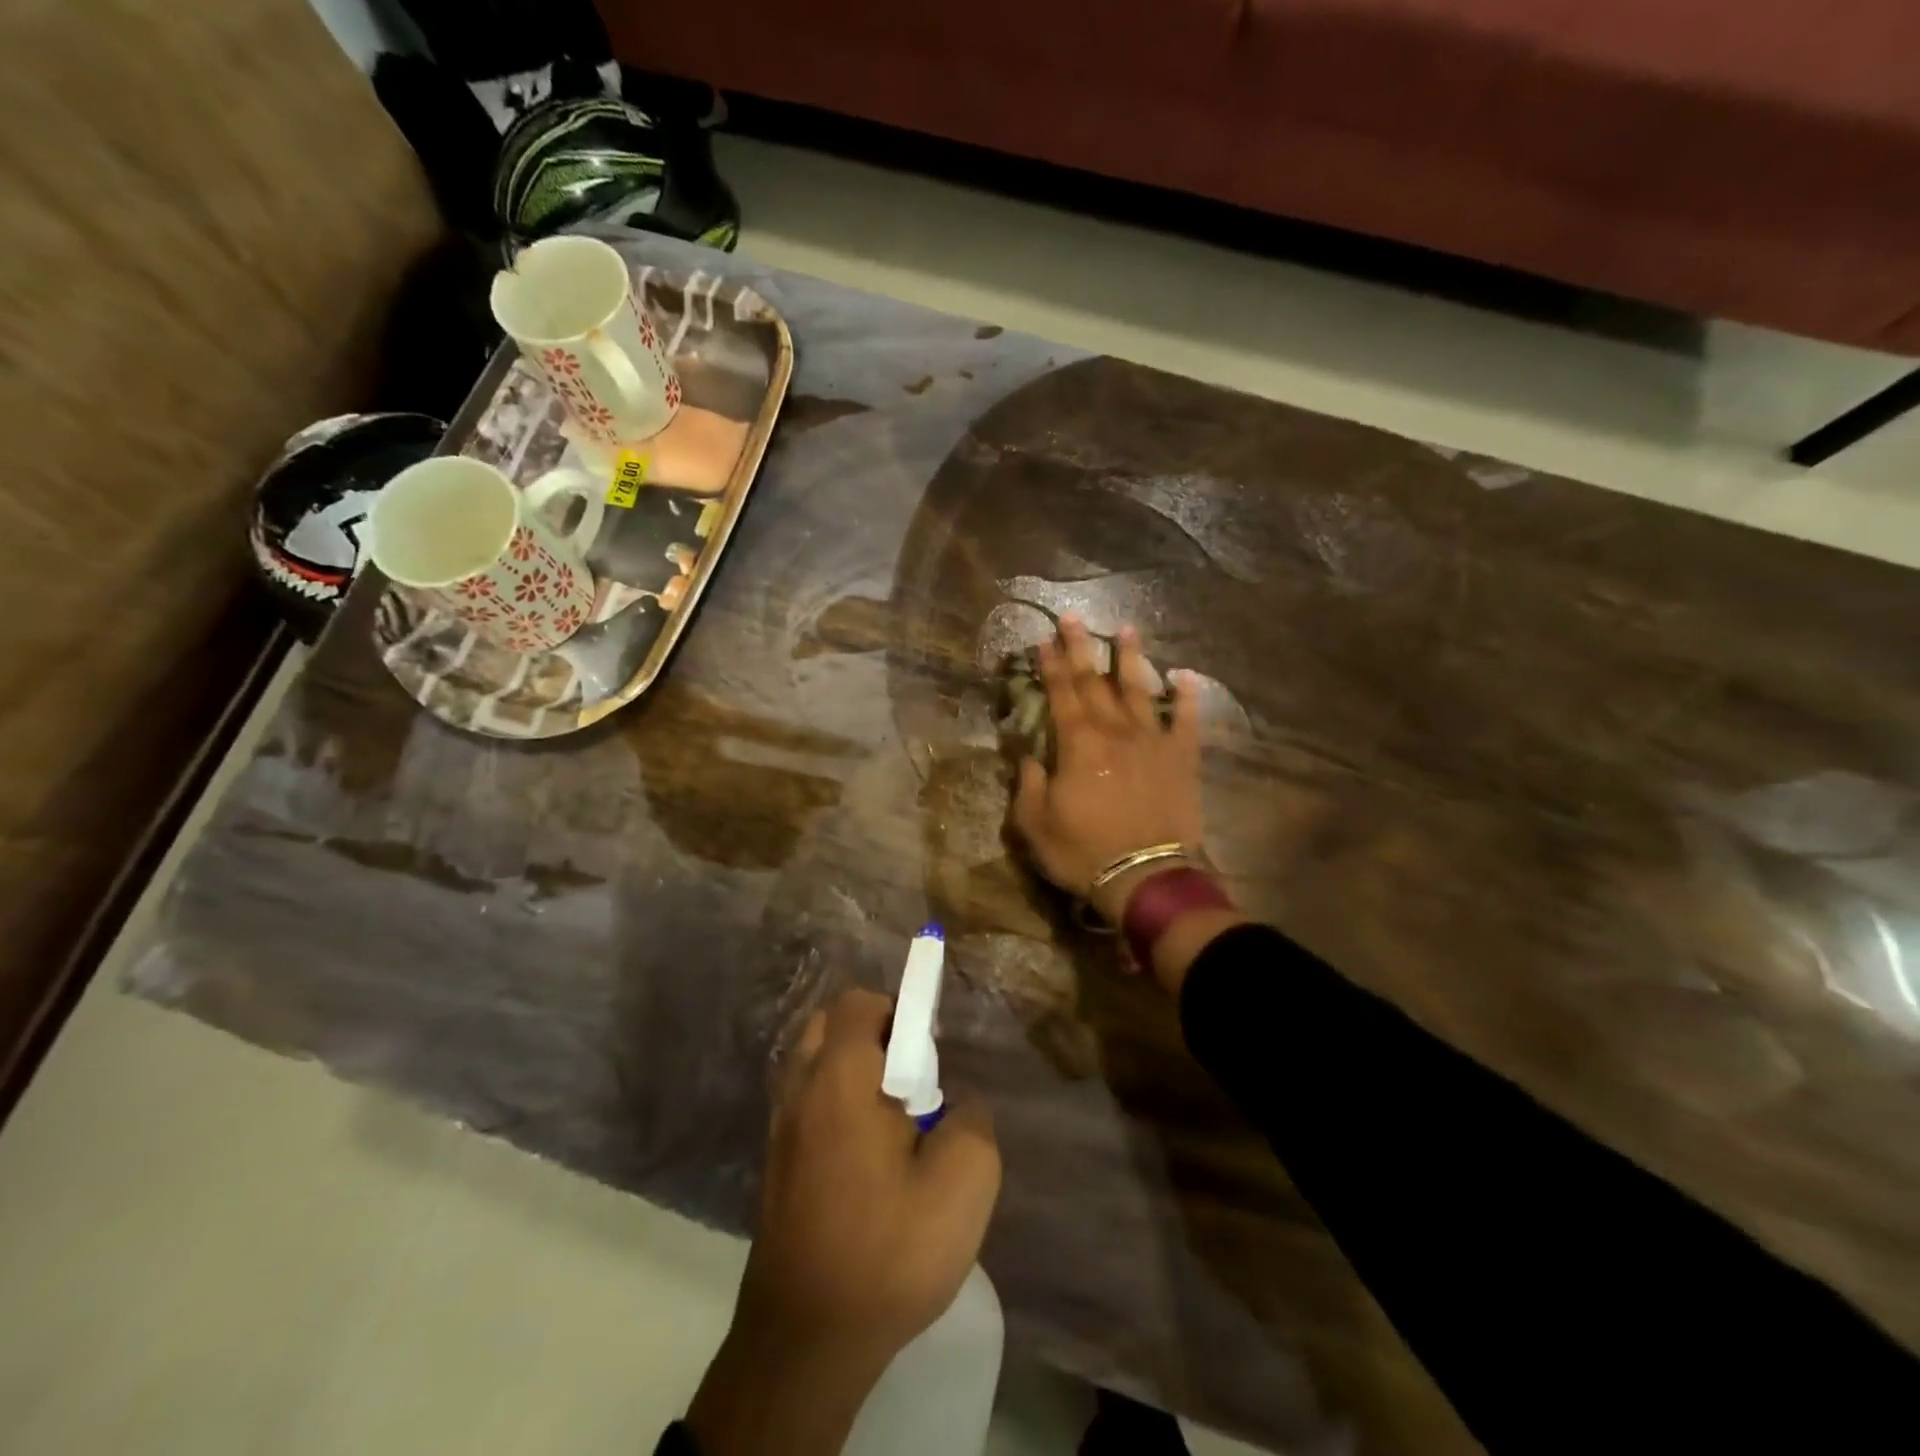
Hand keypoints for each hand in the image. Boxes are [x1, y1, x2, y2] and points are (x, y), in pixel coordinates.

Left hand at [687, 988, 1001, 1455]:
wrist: (804, 1341)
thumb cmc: (886, 1252)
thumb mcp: (963, 1184)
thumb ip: (973, 1120)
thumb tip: (957, 1104)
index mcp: (840, 1077)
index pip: (859, 1002)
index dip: (899, 1009)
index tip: (929, 1052)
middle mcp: (800, 1089)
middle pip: (829, 1024)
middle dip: (873, 1034)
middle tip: (911, 1080)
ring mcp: (779, 1127)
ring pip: (814, 1063)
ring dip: (852, 1069)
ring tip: (891, 1120)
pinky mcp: (775, 1163)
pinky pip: (806, 1102)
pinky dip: (834, 1103)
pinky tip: (865, 1157)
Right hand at [1011, 618, 1204, 922]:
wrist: (1145, 877)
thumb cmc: (1083, 852)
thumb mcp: (1034, 824)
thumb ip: (1027, 784)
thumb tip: (1029, 756)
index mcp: (1078, 744)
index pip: (1060, 693)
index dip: (1050, 665)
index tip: (1043, 641)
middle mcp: (1115, 731)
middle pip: (1095, 681)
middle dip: (1081, 648)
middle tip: (1073, 619)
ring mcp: (1153, 741)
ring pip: (1139, 690)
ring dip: (1131, 658)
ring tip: (1126, 630)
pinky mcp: (1182, 759)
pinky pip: (1187, 720)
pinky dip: (1186, 696)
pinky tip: (1184, 676)